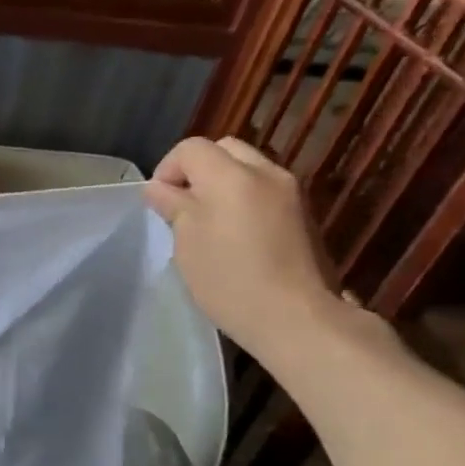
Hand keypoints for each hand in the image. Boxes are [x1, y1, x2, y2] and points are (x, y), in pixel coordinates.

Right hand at [144, 137, 346, 363]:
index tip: (160, 202)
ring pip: (248, 168)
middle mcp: (265, 172)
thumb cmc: (229, 278)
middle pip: (224, 149)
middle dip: (198, 169)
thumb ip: (174, 206)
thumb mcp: (186, 241)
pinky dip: (244, 198)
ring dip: (223, 183)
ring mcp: (290, 192)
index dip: (168, 169)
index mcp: (231, 176)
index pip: (191, 148)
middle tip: (184, 205)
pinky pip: (265, 189)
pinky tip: (237, 234)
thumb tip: (160, 189)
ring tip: (209, 221)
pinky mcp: (304, 213)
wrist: (295, 316)